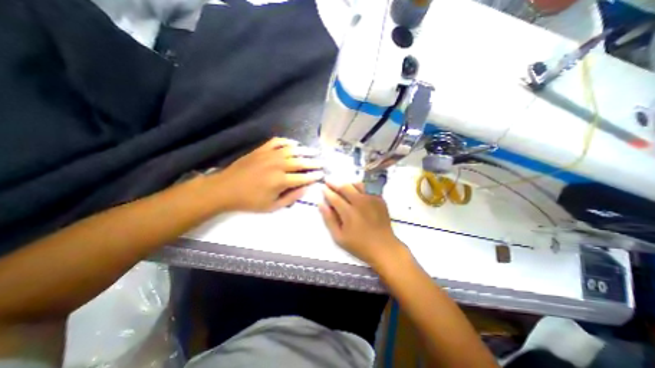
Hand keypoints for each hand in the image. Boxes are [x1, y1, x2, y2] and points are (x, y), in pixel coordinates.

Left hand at [210, 138, 321, 211]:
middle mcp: (278, 165)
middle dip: (314, 162)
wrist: (225, 189)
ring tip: (314, 151)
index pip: (303, 177)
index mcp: (280, 181)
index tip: (322, 174)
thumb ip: (291, 198)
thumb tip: (306, 188)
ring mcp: (269, 155)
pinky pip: (278, 142)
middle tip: (322, 162)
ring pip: (292, 150)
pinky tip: (294, 144)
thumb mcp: (272, 206)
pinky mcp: (261, 149)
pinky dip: (288, 142)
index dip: (314, 176)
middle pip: (301, 162)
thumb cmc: (250, 201)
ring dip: (305, 150)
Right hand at [319, 181, 407, 269]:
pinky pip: (368, 188)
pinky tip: (357, 191)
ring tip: (342, 186)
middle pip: (345, 187)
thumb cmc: (359, 245)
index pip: (334, 197)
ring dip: (347, 183)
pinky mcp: (380, 200)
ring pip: (357, 184)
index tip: (322, 188)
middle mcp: (360, 202)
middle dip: (334, 183)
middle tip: (328, 181)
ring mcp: (372, 199)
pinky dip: (360, 187)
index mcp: (349, 212)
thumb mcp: (339, 237)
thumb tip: (321, 204)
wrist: (383, 247)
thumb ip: (329, 219)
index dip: (327, 192)